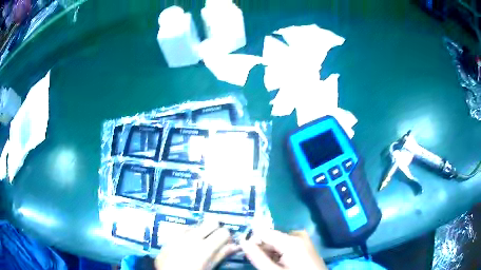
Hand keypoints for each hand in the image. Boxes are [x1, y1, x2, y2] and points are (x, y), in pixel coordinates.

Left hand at [154, 221, 237, 269]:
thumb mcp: (209, 268)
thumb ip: (221, 255)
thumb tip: (235, 246)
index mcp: (205, 247)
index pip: (224, 232)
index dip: (227, 237)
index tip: (227, 243)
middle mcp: (191, 237)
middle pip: (210, 222)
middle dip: (216, 229)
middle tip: (216, 239)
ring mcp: (178, 236)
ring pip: (196, 225)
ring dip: (201, 231)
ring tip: (201, 242)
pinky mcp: (169, 238)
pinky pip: (181, 230)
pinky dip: (188, 234)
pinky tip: (187, 242)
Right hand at [240, 229, 326, 269]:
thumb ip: (257, 257)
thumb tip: (243, 242)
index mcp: (292, 240)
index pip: (264, 232)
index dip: (253, 241)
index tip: (246, 252)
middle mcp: (299, 235)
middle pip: (272, 237)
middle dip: (263, 248)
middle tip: (261, 263)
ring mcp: (304, 240)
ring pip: (279, 242)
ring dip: (271, 252)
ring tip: (271, 265)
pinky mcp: (306, 246)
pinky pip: (287, 245)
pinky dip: (280, 253)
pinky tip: (280, 264)